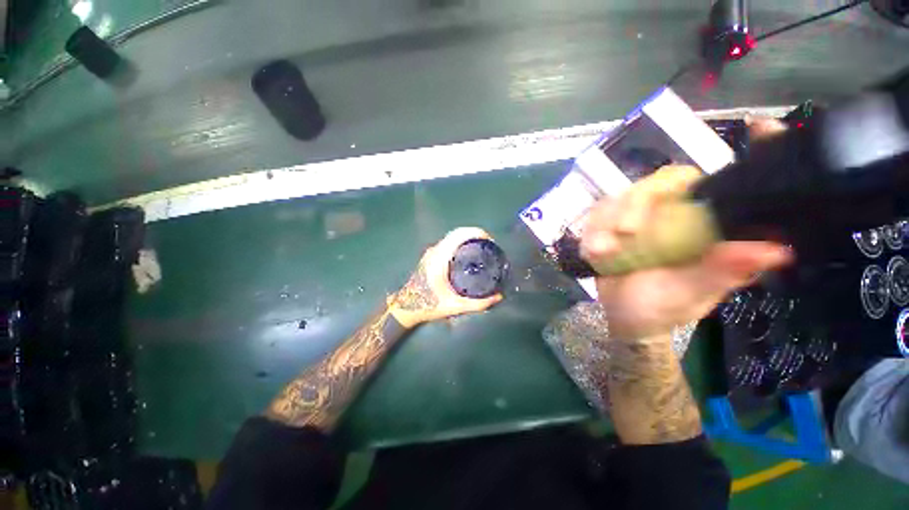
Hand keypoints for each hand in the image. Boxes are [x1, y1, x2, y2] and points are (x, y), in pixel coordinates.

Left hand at [389, 227, 503, 327]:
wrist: (406, 307)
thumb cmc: (429, 305)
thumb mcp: (455, 306)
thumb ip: (478, 304)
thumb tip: (499, 297)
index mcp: (440, 259)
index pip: (459, 235)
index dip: (476, 232)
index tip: (490, 241)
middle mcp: (435, 251)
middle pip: (457, 233)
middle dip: (475, 234)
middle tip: (489, 245)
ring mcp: (431, 252)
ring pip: (452, 236)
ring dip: (467, 237)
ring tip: (482, 247)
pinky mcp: (431, 255)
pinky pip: (448, 242)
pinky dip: (460, 242)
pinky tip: (469, 253)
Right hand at [580, 163, 791, 339]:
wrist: (622, 316)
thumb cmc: (660, 308)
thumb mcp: (688, 294)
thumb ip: (721, 272)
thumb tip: (775, 249)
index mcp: (705, 226)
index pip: (721, 183)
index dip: (746, 153)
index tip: (760, 126)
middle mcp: (676, 213)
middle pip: (657, 183)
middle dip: (634, 205)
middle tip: (624, 234)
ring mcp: (639, 217)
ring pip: (619, 197)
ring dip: (605, 223)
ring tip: (601, 252)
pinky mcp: (610, 224)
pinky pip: (597, 214)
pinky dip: (591, 231)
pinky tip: (593, 251)